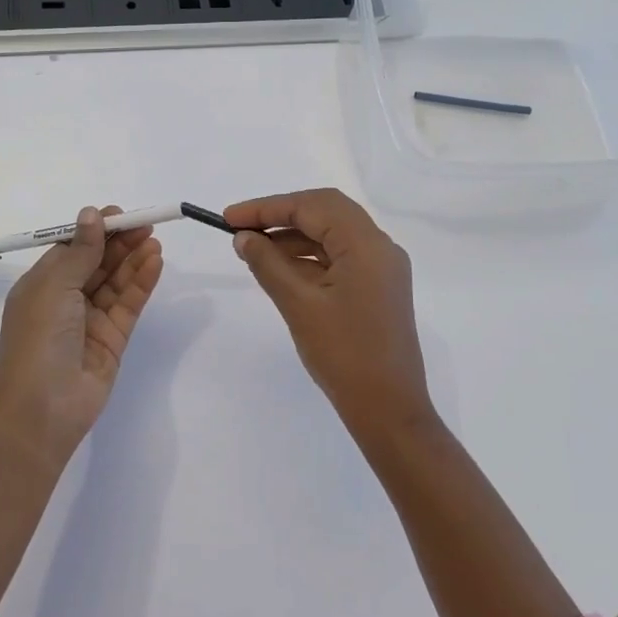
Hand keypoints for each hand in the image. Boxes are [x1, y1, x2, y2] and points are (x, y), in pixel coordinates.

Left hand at [0, 206, 163, 469]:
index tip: (119, 215)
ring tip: (154, 240)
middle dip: (120, 243)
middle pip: (98, 263)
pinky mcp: (113, 339)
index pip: (72, 249)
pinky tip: (155, 263)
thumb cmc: (39, 336)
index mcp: (43, 284)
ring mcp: (90, 320)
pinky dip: (142, 283)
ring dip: (134, 260)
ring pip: (116, 282)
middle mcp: (66, 300)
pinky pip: (129, 304)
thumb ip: (81, 250)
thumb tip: (90, 213)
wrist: (42, 406)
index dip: (95, 231)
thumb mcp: (55, 285)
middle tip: (146, 224)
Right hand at [225, 189, 434, 444]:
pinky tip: (280, 267)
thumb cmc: (343, 354)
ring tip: (253, 248)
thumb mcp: (298, 304)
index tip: (229, 218)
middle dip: (281, 215)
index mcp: (366, 244)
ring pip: (332, 233)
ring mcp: (382, 268)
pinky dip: (309, 256)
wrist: (388, 410)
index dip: (267, 208)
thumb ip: (268, 263)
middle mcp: (379, 247)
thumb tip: (244, 237)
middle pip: (325, 211)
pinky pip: (340, 256)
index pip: (311, 206)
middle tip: (241, 228)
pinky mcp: (378, 287)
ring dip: (293, 235)